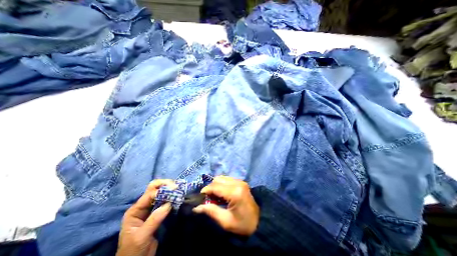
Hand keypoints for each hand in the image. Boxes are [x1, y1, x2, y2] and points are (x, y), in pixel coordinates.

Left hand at [116, 179, 175, 255]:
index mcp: (135, 210)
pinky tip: (177, 195)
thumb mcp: (142, 236)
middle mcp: (142, 206)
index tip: (174, 190)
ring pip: (160, 192)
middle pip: (153, 188)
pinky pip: (164, 199)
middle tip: (176, 186)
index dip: (161, 191)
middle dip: (165, 184)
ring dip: (169, 188)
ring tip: (178, 188)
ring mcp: (150, 208)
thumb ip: (154, 219)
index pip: (149, 195)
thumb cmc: (134, 251)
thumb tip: (169, 204)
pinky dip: (171, 196)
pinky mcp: (157, 211)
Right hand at [191, 176, 258, 235]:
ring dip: (216, 185)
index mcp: (234, 192)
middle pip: (218, 179)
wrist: (260, 222)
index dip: (205, 190)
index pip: (215, 186)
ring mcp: (240, 181)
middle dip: (210, 187)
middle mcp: (238, 183)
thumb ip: (211, 211)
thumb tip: (196, 207)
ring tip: (214, 196)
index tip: (199, 198)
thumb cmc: (242, 225)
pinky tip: (222, 193)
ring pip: (222, 177)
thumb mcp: (225, 221)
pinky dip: (222, 184)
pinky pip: (227, 179)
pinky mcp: (241, 182)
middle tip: (208, 198)